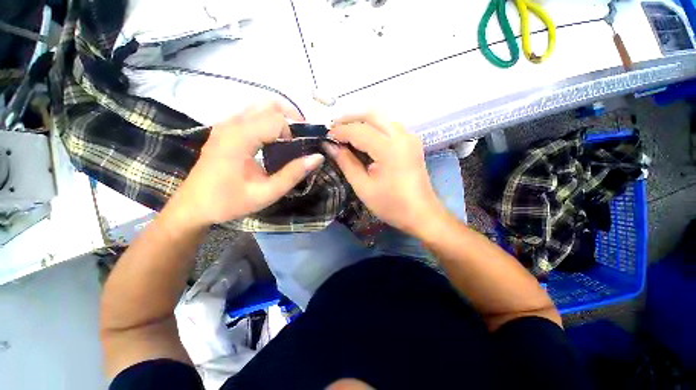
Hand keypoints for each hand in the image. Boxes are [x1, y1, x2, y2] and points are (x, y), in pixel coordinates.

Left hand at [169, 102, 324, 226]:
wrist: (193, 205)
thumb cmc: (229, 202)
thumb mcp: (267, 193)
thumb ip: (293, 174)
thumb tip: (317, 157)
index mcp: (240, 138)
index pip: (276, 119)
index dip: (293, 133)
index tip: (297, 152)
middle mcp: (232, 124)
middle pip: (269, 105)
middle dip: (291, 119)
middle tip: (301, 140)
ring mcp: (226, 124)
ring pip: (261, 106)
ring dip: (281, 118)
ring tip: (290, 140)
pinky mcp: (225, 129)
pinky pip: (252, 114)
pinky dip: (269, 121)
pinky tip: (273, 141)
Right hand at [325, 113, 445, 235]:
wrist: (422, 214)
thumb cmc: (392, 205)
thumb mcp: (363, 187)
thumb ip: (346, 163)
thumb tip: (330, 146)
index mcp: (389, 149)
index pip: (359, 130)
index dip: (340, 131)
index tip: (326, 136)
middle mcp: (402, 136)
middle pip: (372, 115)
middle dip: (350, 119)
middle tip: (334, 128)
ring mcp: (410, 138)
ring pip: (382, 118)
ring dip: (363, 121)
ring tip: (346, 132)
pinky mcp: (412, 143)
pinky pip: (390, 126)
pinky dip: (375, 127)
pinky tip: (365, 137)